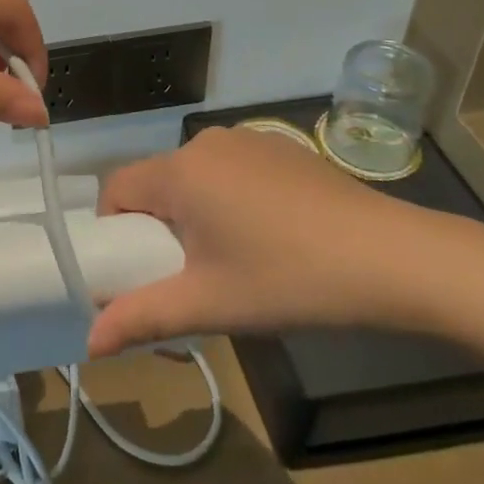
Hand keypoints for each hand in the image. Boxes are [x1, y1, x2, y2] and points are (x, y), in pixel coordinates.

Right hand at [85, 126, 470, 357]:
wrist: (393, 258)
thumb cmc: (289, 279)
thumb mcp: (210, 305)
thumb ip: (143, 317)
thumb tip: (90, 343)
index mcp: (179, 172)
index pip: (117, 190)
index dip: (116, 233)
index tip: (142, 272)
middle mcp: (205, 143)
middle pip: (157, 186)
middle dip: (160, 230)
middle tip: (192, 278)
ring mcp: (247, 141)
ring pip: (196, 179)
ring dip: (197, 215)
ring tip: (236, 263)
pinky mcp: (281, 149)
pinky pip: (232, 172)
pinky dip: (231, 200)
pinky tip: (273, 237)